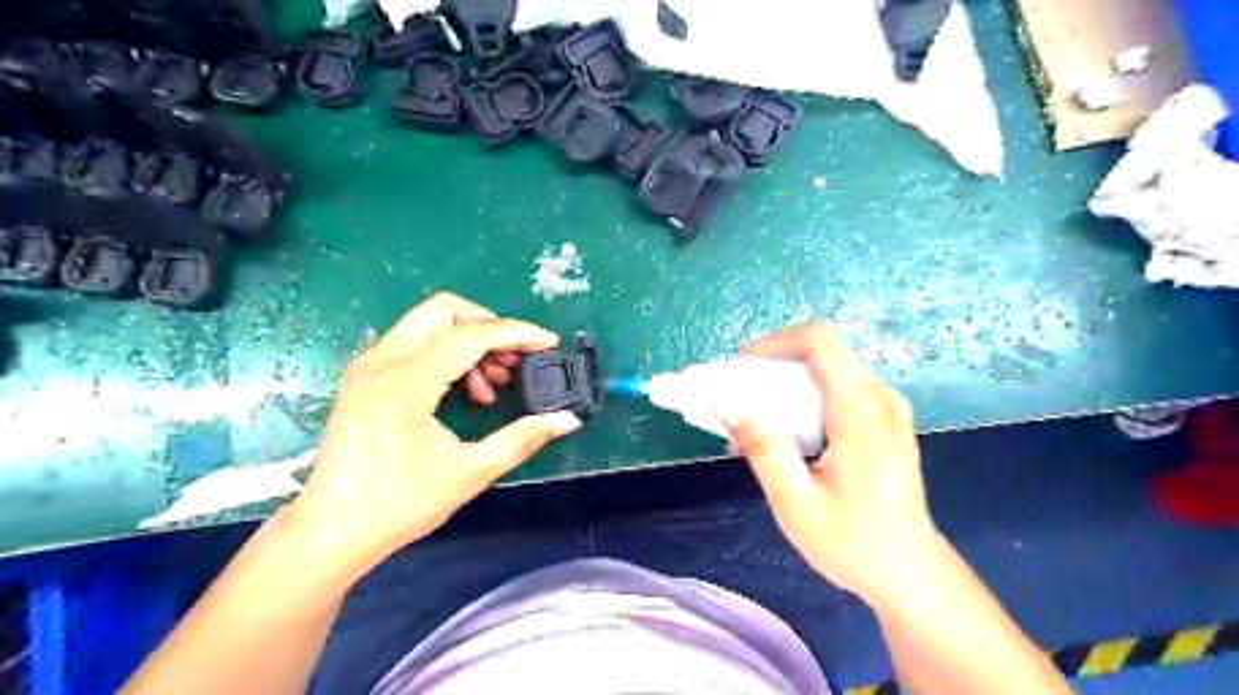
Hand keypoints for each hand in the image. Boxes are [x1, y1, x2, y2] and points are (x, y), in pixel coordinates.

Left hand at [287, 294, 584, 579]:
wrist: (331, 531)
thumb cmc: (399, 505)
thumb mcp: (470, 472)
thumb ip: (522, 438)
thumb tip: (567, 420)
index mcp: (406, 382)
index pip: (471, 335)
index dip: (517, 334)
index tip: (549, 343)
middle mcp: (382, 361)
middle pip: (444, 310)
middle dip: (489, 326)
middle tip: (514, 360)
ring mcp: (368, 366)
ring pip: (428, 324)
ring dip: (469, 342)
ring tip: (493, 386)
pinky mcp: (364, 377)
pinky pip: (414, 344)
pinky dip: (446, 354)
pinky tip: (464, 391)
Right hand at [723, 326, 935, 602]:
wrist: (911, 574)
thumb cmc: (855, 544)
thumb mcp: (797, 505)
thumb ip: (764, 451)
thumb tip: (727, 407)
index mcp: (861, 415)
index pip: (818, 344)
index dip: (774, 342)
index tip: (741, 366)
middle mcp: (879, 400)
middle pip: (820, 354)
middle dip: (772, 366)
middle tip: (737, 394)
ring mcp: (887, 408)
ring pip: (827, 370)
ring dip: (785, 384)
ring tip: (754, 416)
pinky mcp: (885, 420)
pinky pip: (838, 389)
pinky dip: (804, 398)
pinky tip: (785, 431)